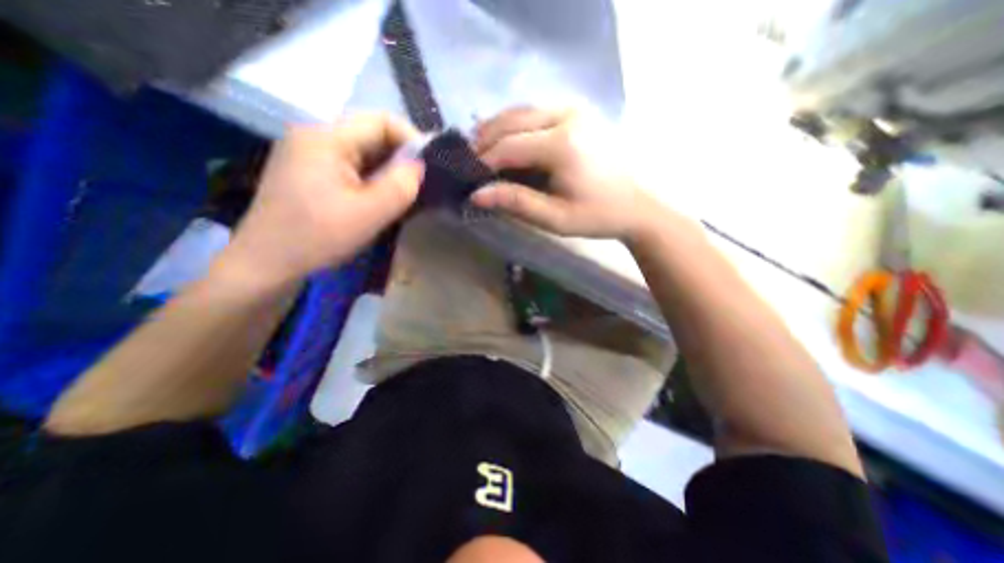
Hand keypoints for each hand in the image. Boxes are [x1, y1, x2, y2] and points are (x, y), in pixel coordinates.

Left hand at [219, 112, 422, 287]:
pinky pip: (351, 168)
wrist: (267, 265)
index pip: (381, 121)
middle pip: (371, 135)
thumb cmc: (317, 238)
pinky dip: (372, 180)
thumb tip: (419, 167)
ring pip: (363, 154)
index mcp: (325, 137)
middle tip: (420, 187)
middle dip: (401, 159)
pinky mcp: (310, 173)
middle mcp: (315, 136)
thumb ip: (400, 187)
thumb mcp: (368, 214)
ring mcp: (309, 155)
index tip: (430, 168)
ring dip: (388, 172)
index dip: (412, 140)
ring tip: (404, 196)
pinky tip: (381, 200)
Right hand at [475, 108, 664, 240]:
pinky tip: (506, 139)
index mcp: (563, 145)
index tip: (468, 177)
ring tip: (480, 150)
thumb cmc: (595, 216)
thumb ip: (516, 202)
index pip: (508, 147)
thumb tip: (476, 195)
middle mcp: (567, 115)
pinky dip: (515, 123)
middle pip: (511, 120)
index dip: (483, 162)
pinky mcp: (578, 109)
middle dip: (485, 141)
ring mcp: (575, 107)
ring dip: (497, 128)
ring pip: (521, 110)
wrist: (634, 204)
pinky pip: (536, 110)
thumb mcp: (554, 218)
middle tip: (468, 161)